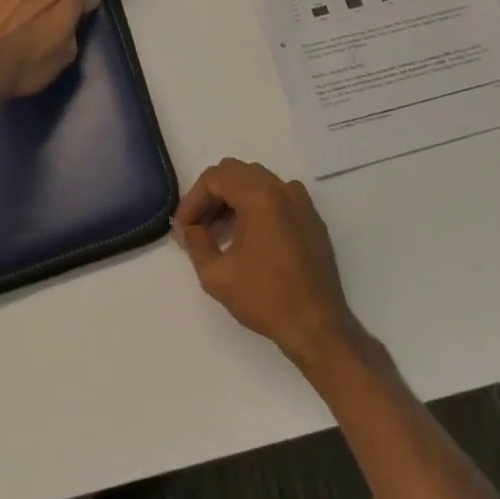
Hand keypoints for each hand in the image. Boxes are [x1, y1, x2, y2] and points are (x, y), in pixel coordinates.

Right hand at [173, 158, 361, 369]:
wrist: (317, 325)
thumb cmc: (265, 297)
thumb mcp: (216, 274)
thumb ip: (196, 243)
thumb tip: (187, 229)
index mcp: (261, 195)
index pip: (216, 177)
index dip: (192, 199)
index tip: (183, 228)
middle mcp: (283, 188)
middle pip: (237, 173)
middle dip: (212, 195)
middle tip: (197, 227)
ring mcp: (302, 202)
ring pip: (258, 182)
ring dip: (233, 200)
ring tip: (217, 233)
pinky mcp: (311, 218)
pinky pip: (277, 198)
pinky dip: (255, 207)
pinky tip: (246, 238)